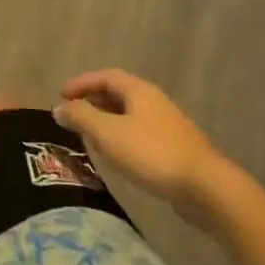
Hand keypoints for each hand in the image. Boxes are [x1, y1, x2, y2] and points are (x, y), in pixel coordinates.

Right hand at [55, 68, 231, 224]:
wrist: (205, 187)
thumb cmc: (151, 153)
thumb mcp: (107, 133)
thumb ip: (81, 117)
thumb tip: (59, 107)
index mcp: (139, 91)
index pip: (105, 76)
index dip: (82, 83)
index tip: (61, 95)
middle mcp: (153, 101)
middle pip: (118, 93)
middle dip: (92, 101)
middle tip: (72, 115)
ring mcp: (166, 125)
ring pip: (129, 115)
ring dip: (106, 120)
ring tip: (88, 135)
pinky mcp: (173, 148)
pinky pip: (139, 133)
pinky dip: (120, 136)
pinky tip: (115, 155)